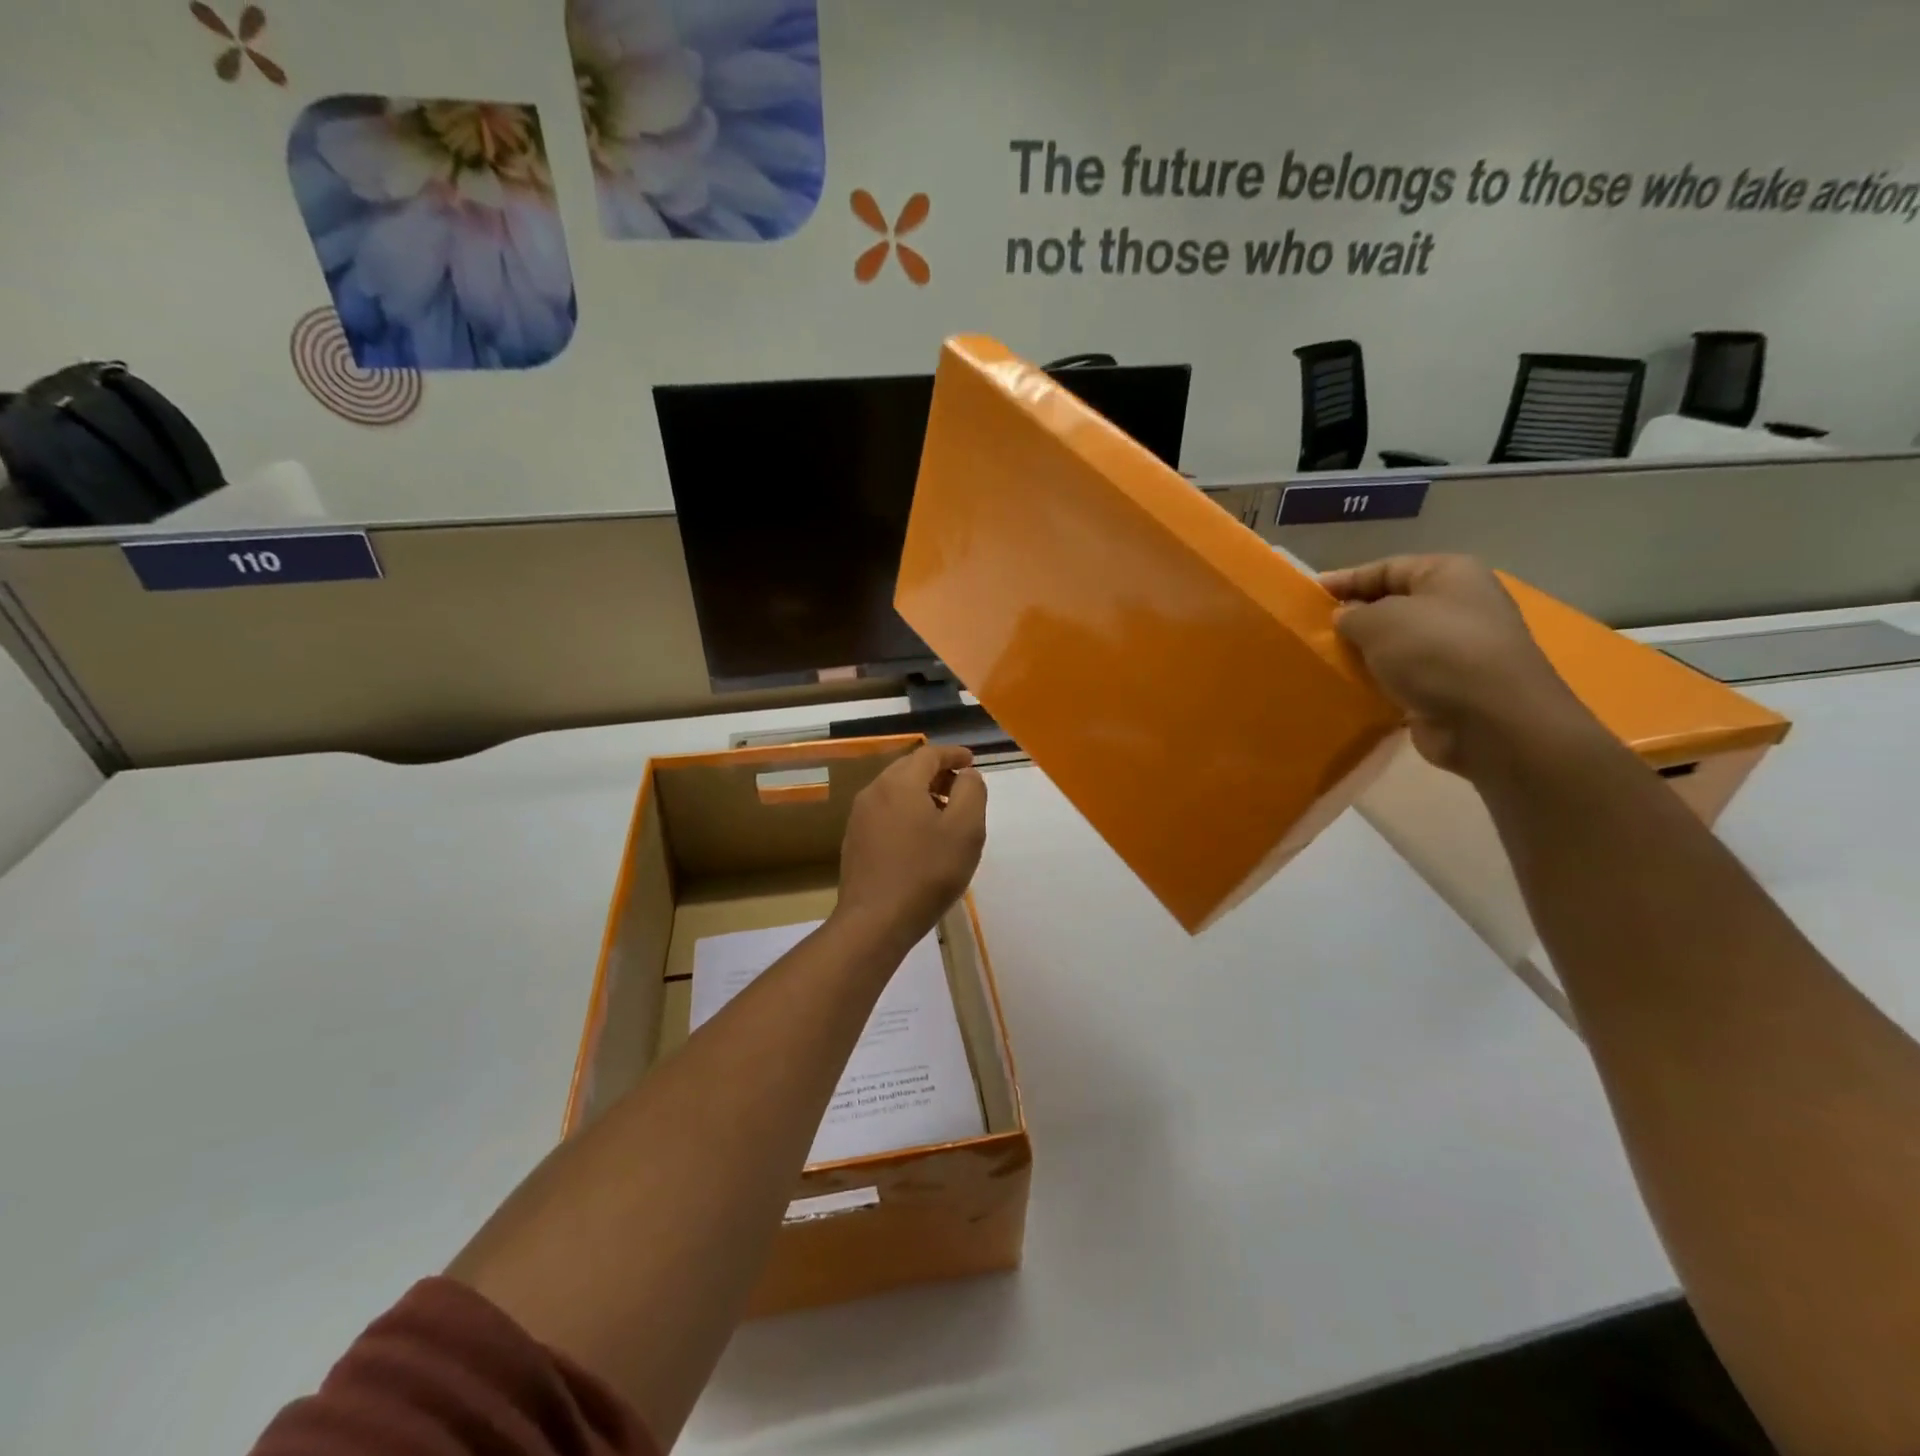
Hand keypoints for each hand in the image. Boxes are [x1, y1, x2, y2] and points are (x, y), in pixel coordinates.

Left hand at [834, 744, 987, 947]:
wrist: (875, 921)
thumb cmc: (927, 872)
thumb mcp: (965, 830)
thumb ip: (971, 792)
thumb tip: (966, 774)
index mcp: (900, 783)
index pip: (929, 754)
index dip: (953, 754)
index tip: (972, 761)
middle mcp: (874, 791)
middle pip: (909, 769)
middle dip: (937, 773)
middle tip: (961, 788)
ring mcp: (859, 817)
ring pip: (895, 791)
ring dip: (921, 794)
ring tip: (945, 815)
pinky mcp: (854, 840)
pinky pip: (884, 812)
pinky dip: (906, 812)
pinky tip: (920, 838)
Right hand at [1321, 555, 1597, 776]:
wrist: (1489, 719)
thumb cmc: (1435, 651)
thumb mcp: (1379, 621)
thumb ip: (1352, 615)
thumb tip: (1345, 617)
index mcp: (1449, 574)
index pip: (1387, 568)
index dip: (1346, 580)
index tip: (1309, 595)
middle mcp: (1458, 606)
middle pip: (1394, 605)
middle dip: (1355, 618)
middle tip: (1314, 631)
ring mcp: (1457, 649)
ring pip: (1397, 644)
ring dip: (1365, 653)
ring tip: (1326, 660)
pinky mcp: (1450, 687)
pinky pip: (1404, 677)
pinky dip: (1379, 681)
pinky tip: (1352, 688)